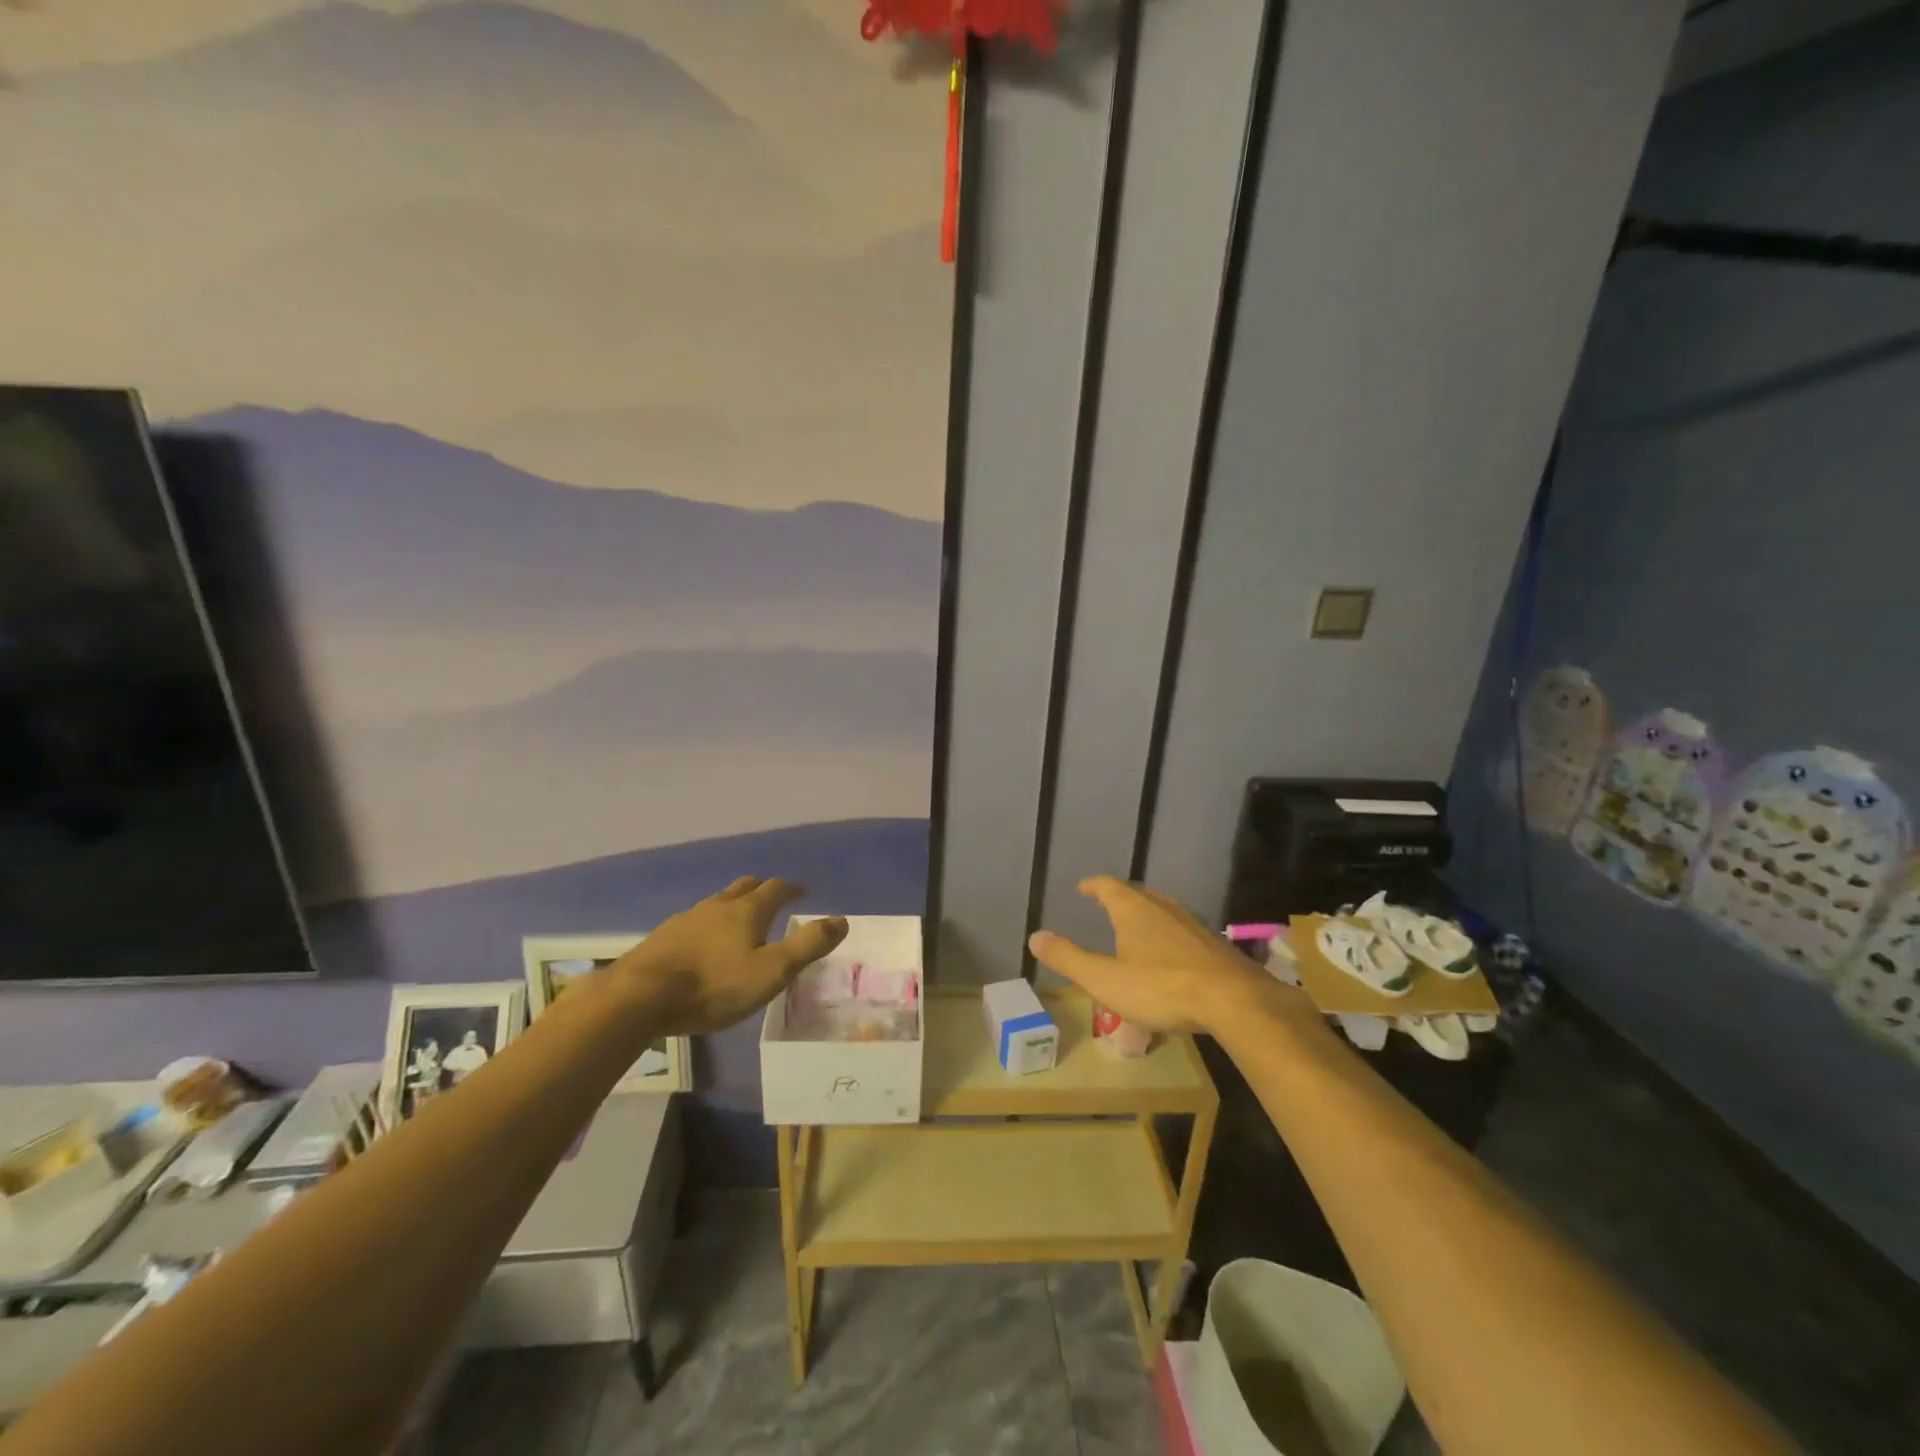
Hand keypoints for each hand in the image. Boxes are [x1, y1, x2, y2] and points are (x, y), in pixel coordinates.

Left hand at [610, 877, 846, 1035]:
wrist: (641, 996)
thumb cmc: (715, 985)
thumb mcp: (772, 971)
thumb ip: (807, 945)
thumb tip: (841, 920)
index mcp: (748, 910)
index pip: (776, 888)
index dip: (792, 888)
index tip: (803, 892)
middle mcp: (718, 906)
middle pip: (744, 886)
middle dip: (761, 888)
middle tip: (772, 897)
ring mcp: (687, 918)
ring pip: (717, 902)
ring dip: (733, 905)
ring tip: (739, 921)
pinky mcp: (663, 937)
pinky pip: (694, 921)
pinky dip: (708, 925)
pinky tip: (703, 944)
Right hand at [1028, 876, 1291, 1035]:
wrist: (1234, 1001)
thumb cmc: (1161, 987)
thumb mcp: (1105, 979)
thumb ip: (1069, 958)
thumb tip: (1035, 936)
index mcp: (1133, 910)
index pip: (1108, 886)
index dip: (1094, 885)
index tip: (1084, 887)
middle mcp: (1163, 907)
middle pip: (1138, 894)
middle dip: (1120, 898)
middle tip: (1107, 904)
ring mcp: (1192, 924)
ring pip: (1163, 911)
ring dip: (1146, 915)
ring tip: (1137, 928)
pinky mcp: (1214, 944)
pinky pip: (1183, 931)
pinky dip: (1169, 935)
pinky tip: (1171, 956)